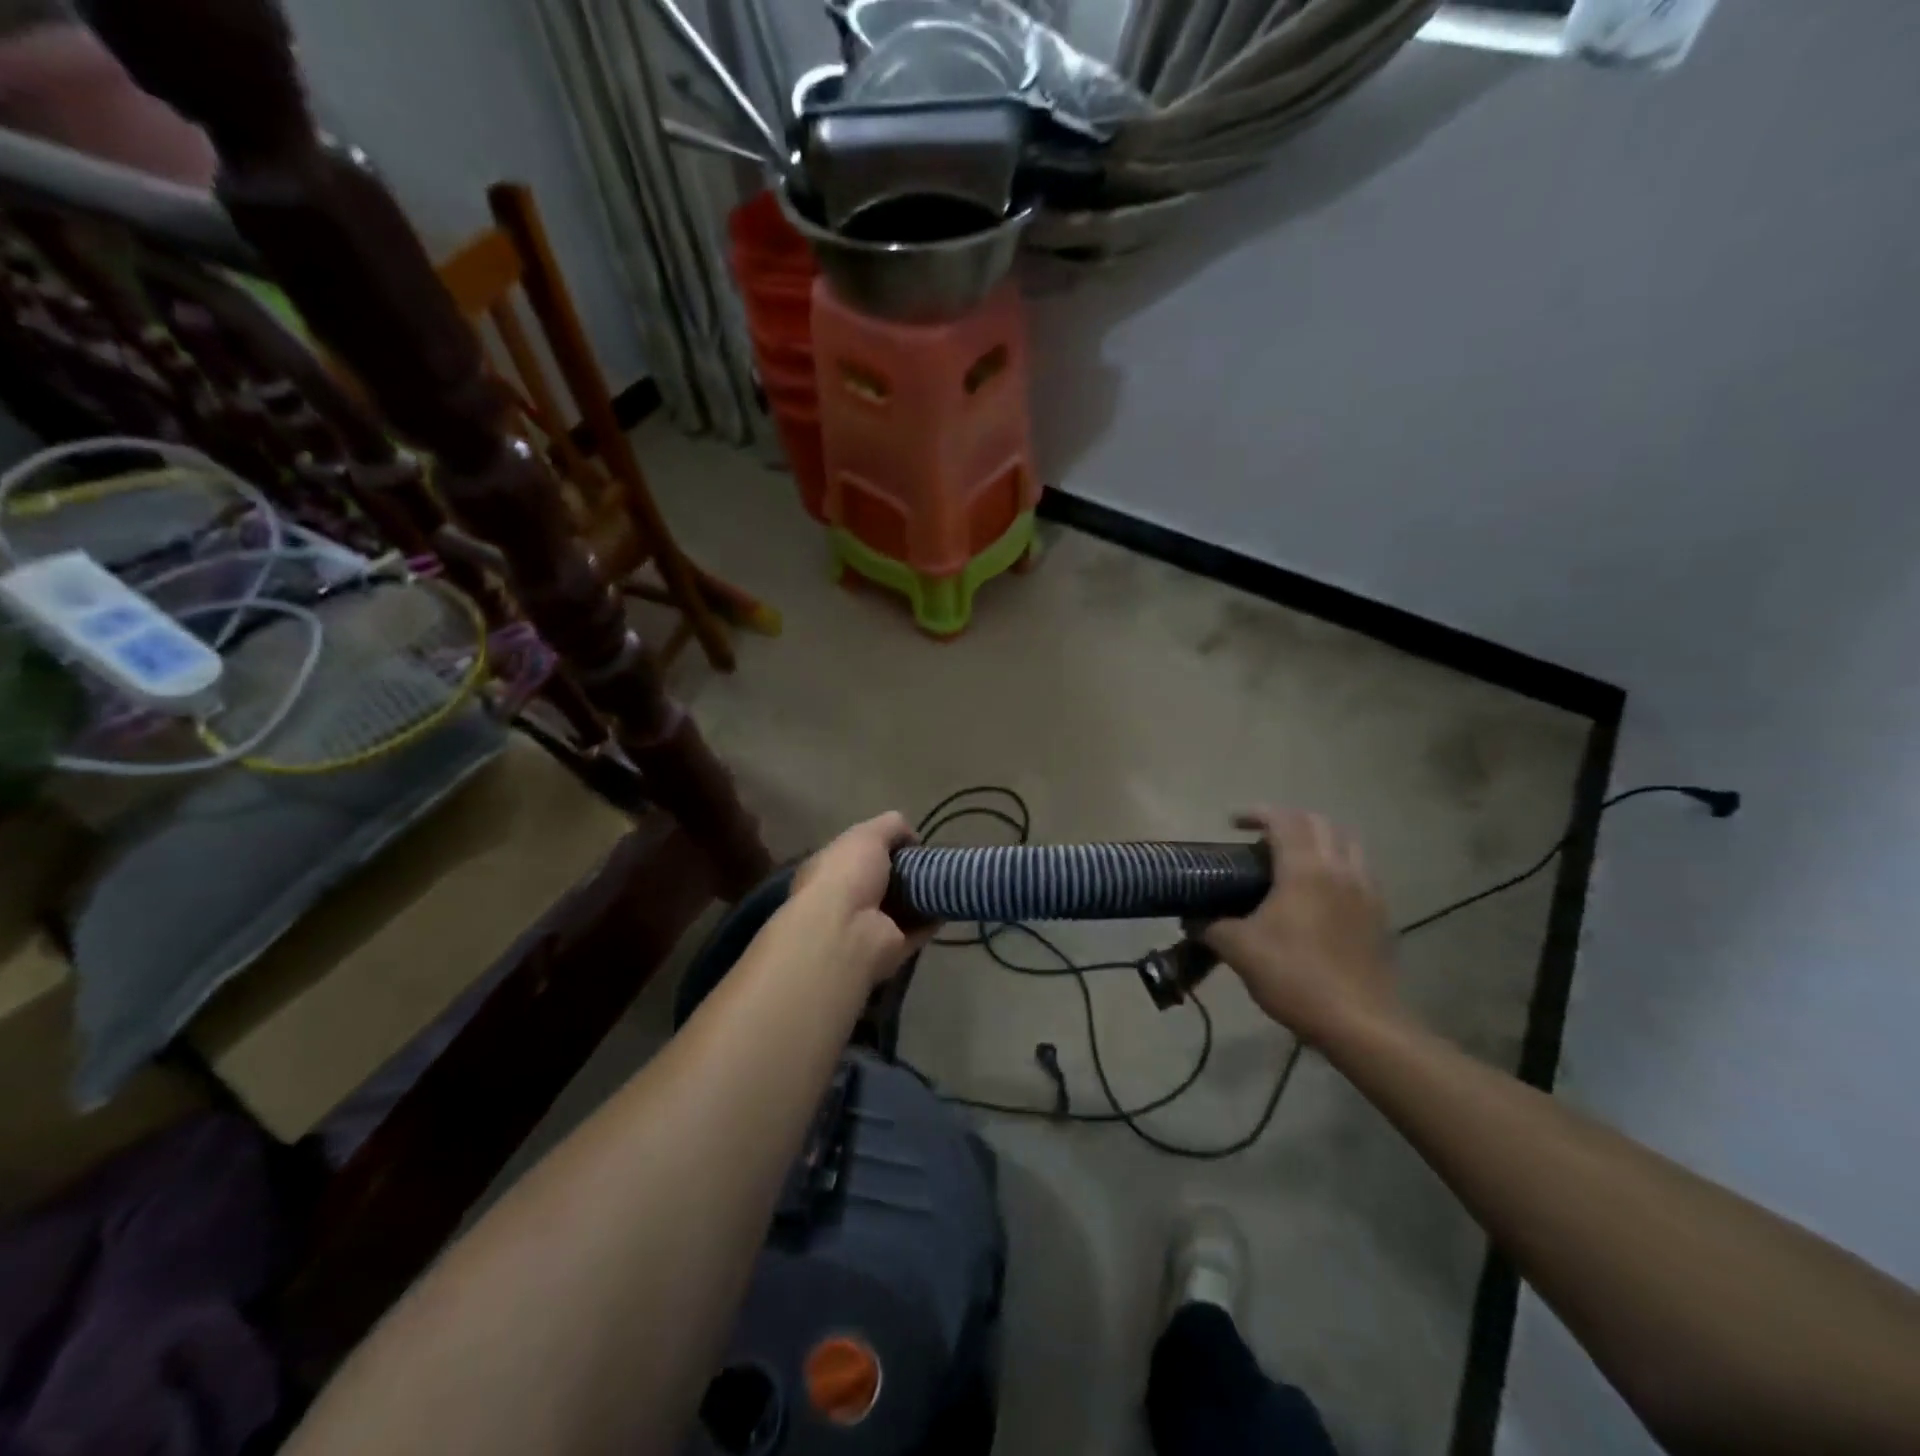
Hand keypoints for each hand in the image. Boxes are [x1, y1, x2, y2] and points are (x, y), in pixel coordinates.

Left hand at [790, 812, 933, 986]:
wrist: (846, 932)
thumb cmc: (848, 875)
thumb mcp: (867, 835)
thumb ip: (891, 826)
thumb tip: (913, 838)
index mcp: (832, 870)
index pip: (859, 854)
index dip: (884, 846)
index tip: (910, 842)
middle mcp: (847, 898)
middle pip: (884, 881)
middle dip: (908, 871)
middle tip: (933, 861)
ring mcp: (869, 926)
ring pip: (902, 906)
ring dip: (923, 895)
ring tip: (948, 878)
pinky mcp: (892, 947)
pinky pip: (918, 929)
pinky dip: (934, 918)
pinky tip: (951, 902)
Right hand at [1202, 808, 1401, 1041]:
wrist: (1360, 1023)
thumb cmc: (1294, 976)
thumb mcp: (1239, 949)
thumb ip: (1211, 926)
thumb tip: (1191, 918)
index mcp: (1305, 869)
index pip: (1283, 820)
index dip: (1257, 813)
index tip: (1233, 823)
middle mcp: (1340, 869)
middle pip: (1319, 822)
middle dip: (1288, 820)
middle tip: (1261, 837)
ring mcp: (1366, 891)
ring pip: (1347, 843)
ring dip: (1318, 839)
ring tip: (1293, 859)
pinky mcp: (1380, 915)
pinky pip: (1359, 872)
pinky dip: (1337, 865)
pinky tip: (1320, 893)